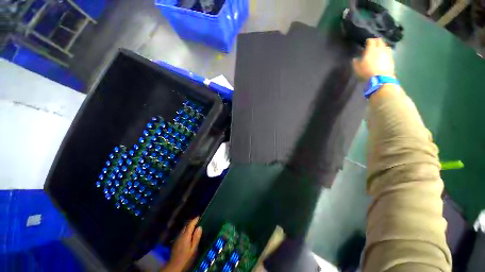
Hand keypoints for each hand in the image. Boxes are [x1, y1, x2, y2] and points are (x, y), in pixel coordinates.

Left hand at [163, 217, 202, 271]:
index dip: (195, 219)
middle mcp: (181, 234)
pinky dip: (186, 230)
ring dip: (189, 225)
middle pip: (186, 224)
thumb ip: (196, 237)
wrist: (174, 264)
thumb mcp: (193, 248)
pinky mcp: (176, 240)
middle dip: (192, 221)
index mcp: (186, 235)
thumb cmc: (186, 256)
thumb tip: (200, 227)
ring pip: (184, 228)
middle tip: (198, 221)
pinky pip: (182, 231)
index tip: (200, 216)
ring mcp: (178, 237)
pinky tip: (189, 233)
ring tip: (194, 226)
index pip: (191, 223)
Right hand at [353, 38, 394, 80]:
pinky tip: (383, 57)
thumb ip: (355, 62)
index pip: (371, 40)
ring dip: (382, 46)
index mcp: (371, 49)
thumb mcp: (357, 68)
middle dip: (376, 41)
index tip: (366, 43)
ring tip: (378, 50)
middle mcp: (380, 48)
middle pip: (379, 41)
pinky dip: (385, 53)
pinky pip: (388, 52)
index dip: (368, 41)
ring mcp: (387, 53)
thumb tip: (355, 58)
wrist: (380, 78)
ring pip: (385, 46)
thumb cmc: (366, 71)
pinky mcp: (391, 59)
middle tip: (372, 45)